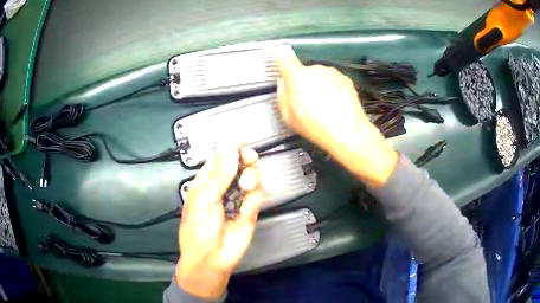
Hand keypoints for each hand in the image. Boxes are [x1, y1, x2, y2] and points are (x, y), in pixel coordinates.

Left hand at [176, 146, 262, 298]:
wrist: (211, 260)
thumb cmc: (199, 230)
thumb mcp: (204, 200)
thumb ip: (219, 175)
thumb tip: (229, 149)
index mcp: (206, 182)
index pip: (220, 158)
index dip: (231, 148)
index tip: (243, 141)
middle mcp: (223, 187)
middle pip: (239, 165)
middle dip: (246, 159)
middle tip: (250, 159)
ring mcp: (237, 199)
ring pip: (251, 178)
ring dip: (251, 178)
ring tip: (245, 187)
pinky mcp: (249, 212)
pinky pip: (256, 198)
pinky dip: (253, 200)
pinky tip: (245, 209)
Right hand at [277, 46, 397, 186]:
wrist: (348, 132)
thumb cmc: (314, 126)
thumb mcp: (289, 117)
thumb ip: (282, 95)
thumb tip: (283, 81)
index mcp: (297, 76)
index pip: (285, 57)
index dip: (282, 54)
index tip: (280, 52)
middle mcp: (315, 69)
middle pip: (304, 71)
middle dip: (304, 81)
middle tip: (308, 101)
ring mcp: (332, 72)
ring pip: (320, 75)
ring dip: (319, 84)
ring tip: (324, 105)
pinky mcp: (346, 78)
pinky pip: (333, 80)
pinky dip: (332, 87)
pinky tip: (336, 103)